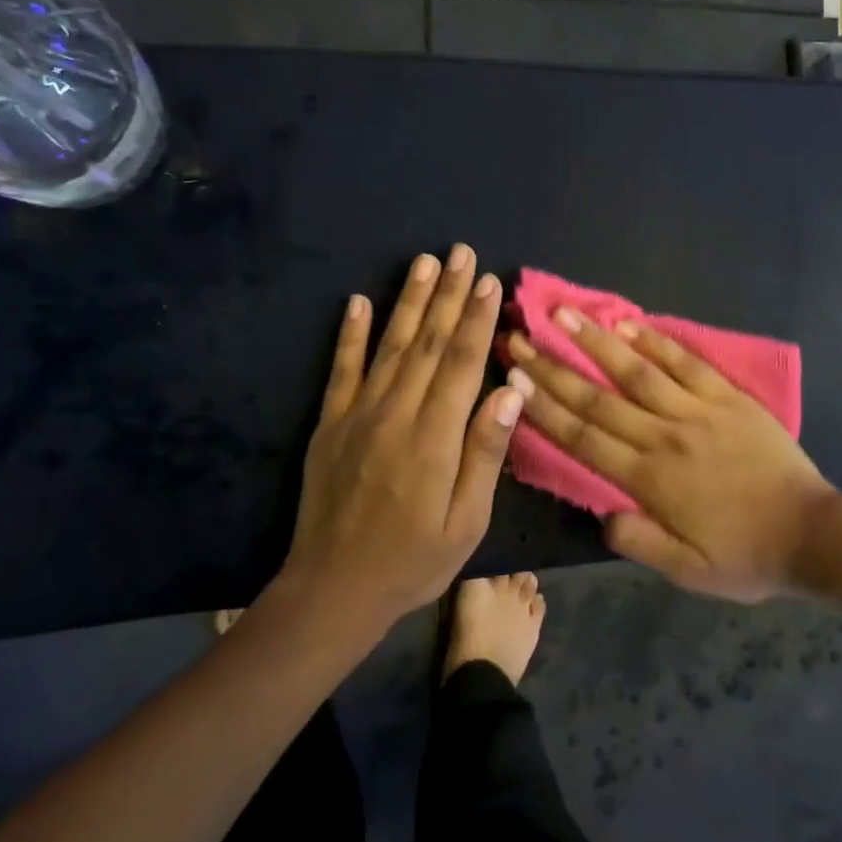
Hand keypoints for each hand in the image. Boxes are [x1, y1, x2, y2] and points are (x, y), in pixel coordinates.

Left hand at [279, 244, 524, 631]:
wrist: (333, 589)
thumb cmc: (413, 561)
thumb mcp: (466, 522)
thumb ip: (486, 453)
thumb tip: (511, 392)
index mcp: (435, 438)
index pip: (463, 363)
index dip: (478, 320)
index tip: (490, 281)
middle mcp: (396, 414)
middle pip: (429, 343)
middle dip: (449, 295)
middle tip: (462, 252)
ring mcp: (357, 415)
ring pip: (390, 345)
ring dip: (409, 300)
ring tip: (424, 261)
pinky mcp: (330, 424)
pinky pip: (342, 369)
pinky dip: (350, 333)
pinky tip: (358, 301)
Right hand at [505, 311, 835, 602]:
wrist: (812, 534)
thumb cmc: (746, 556)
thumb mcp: (687, 572)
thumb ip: (639, 542)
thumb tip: (601, 515)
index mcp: (648, 480)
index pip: (583, 438)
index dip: (544, 408)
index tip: (514, 379)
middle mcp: (664, 437)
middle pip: (597, 398)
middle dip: (553, 367)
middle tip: (518, 336)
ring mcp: (697, 411)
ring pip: (636, 371)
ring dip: (595, 341)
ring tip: (562, 313)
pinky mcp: (727, 397)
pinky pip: (686, 363)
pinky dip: (656, 340)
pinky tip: (628, 322)